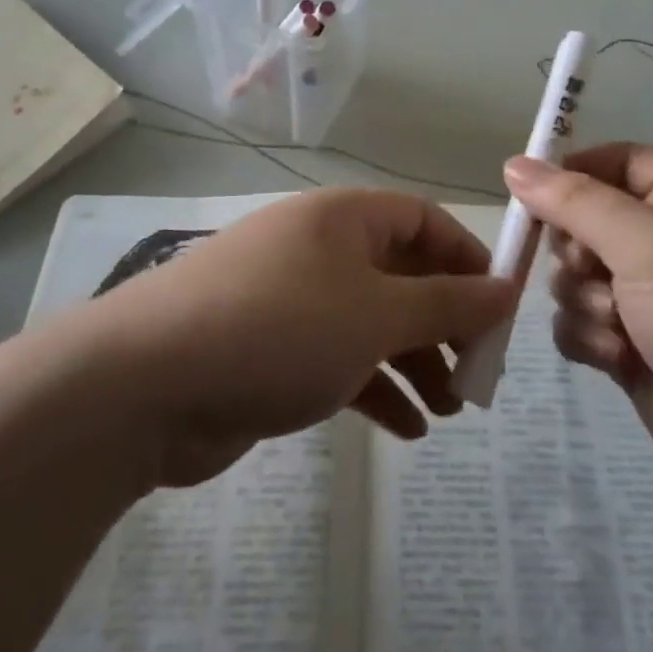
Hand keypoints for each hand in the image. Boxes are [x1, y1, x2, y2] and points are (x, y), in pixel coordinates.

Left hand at [92, 190, 516, 487]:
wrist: (146, 383)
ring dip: (413, 362)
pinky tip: (405, 432)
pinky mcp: (272, 349)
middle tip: (477, 376)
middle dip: (443, 323)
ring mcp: (293, 299)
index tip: (500, 310)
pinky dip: (374, 388)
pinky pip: (339, 359)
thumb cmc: (279, 328)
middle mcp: (320, 249)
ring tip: (448, 412)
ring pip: (372, 322)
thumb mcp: (375, 315)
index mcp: (343, 219)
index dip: (466, 258)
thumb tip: (506, 289)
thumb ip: (446, 303)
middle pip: (401, 274)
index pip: (423, 220)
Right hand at [507, 144, 652, 527]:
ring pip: (573, 277)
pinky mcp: (633, 348)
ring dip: (583, 300)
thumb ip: (576, 202)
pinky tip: (616, 359)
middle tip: (593, 272)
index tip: (528, 195)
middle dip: (575, 250)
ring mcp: (649, 298)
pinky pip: (579, 324)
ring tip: (618, 328)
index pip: (612, 161)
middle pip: (583, 220)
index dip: (569, 172)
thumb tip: (514, 165)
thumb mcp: (652, 244)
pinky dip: (588, 338)